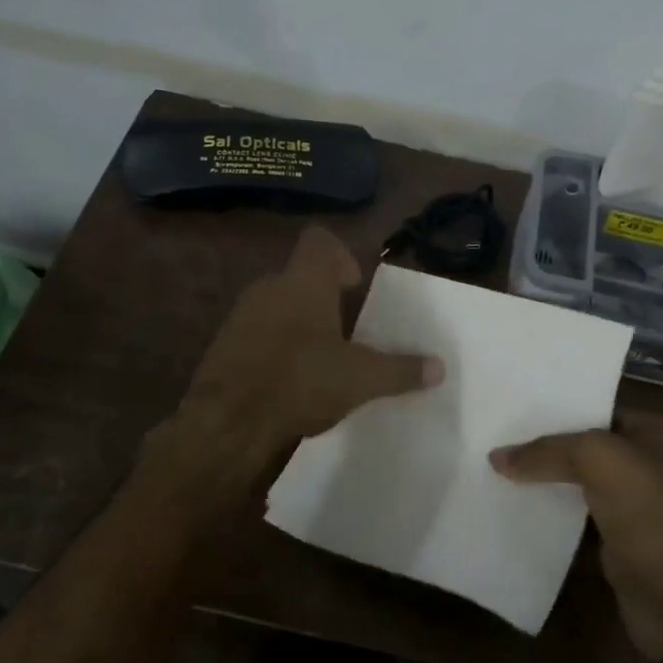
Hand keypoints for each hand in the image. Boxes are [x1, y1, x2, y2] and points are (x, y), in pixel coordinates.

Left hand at [171, 226, 442, 475]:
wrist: (227, 422)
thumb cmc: (301, 381)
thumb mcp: (361, 379)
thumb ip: (401, 370)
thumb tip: (440, 367)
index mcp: (304, 280)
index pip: (319, 240)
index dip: (340, 255)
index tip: (354, 286)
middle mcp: (269, 287)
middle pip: (300, 276)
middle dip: (324, 298)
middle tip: (347, 330)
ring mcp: (241, 315)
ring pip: (277, 305)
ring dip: (299, 323)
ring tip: (321, 359)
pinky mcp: (223, 346)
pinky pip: (257, 333)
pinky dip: (275, 346)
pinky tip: (289, 380)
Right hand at [492, 412, 662, 662]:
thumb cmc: (653, 512)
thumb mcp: (599, 460)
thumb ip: (548, 451)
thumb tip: (497, 457)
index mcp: (653, 432)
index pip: (594, 409)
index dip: (554, 409)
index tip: (510, 408)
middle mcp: (645, 464)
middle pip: (582, 448)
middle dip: (543, 446)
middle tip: (493, 438)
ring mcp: (631, 507)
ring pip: (576, 485)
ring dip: (542, 483)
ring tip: (491, 470)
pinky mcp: (616, 545)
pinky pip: (575, 522)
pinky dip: (548, 517)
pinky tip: (511, 509)